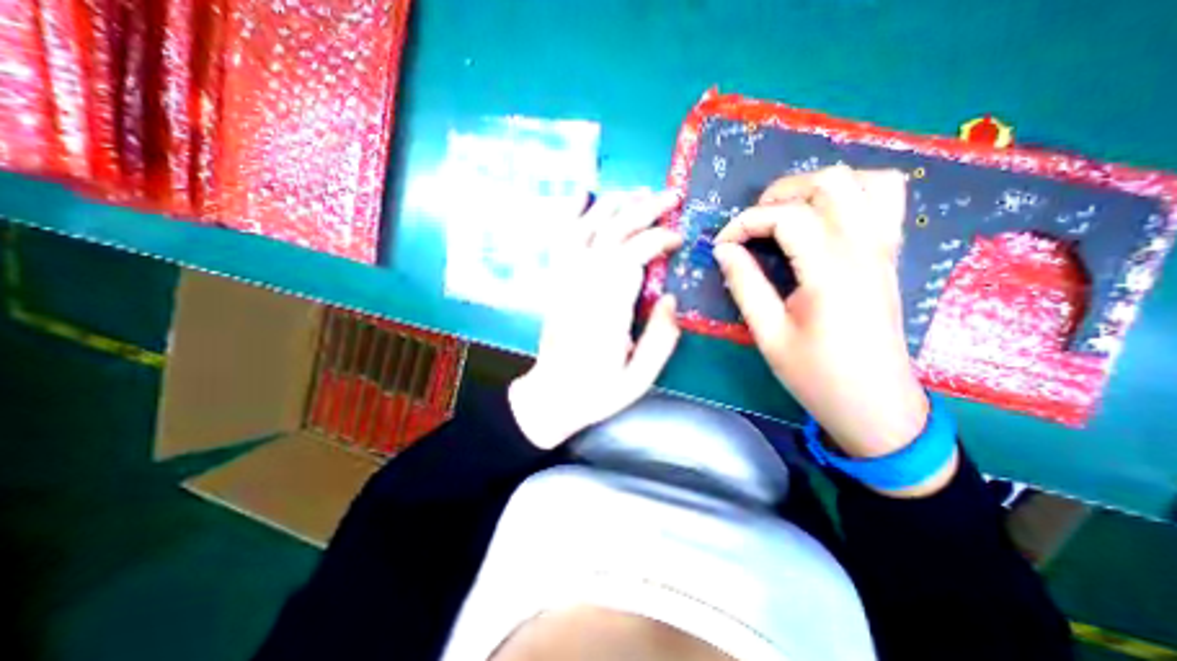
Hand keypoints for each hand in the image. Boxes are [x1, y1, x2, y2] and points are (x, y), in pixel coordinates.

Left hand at [512, 189, 685, 450]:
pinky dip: (572, 214)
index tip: (678, 238)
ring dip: (613, 205)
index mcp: (607, 310)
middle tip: (670, 196)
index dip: (658, 239)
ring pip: (586, 229)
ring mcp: (565, 281)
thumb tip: (672, 299)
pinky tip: (583, 195)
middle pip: (612, 233)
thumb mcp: (639, 378)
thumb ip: (661, 339)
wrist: (551, 396)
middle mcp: (583, 286)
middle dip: (643, 209)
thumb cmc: (596, 391)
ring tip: (637, 192)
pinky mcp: (556, 282)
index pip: (633, 256)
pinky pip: (562, 240)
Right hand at [711, 166, 949, 495]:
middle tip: (751, 225)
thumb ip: (745, 284)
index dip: (745, 222)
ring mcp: (885, 248)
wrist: (875, 405)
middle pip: (828, 183)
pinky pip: (884, 199)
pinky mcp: (890, 256)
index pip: (786, 217)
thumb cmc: (816, 375)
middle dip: (778, 194)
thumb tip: (724, 250)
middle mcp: (865, 248)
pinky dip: (851, 193)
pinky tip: (824, 217)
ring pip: (863, 181)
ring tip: (786, 213)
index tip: (722, 244)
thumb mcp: (768, 334)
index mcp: (831, 271)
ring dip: (817, 188)